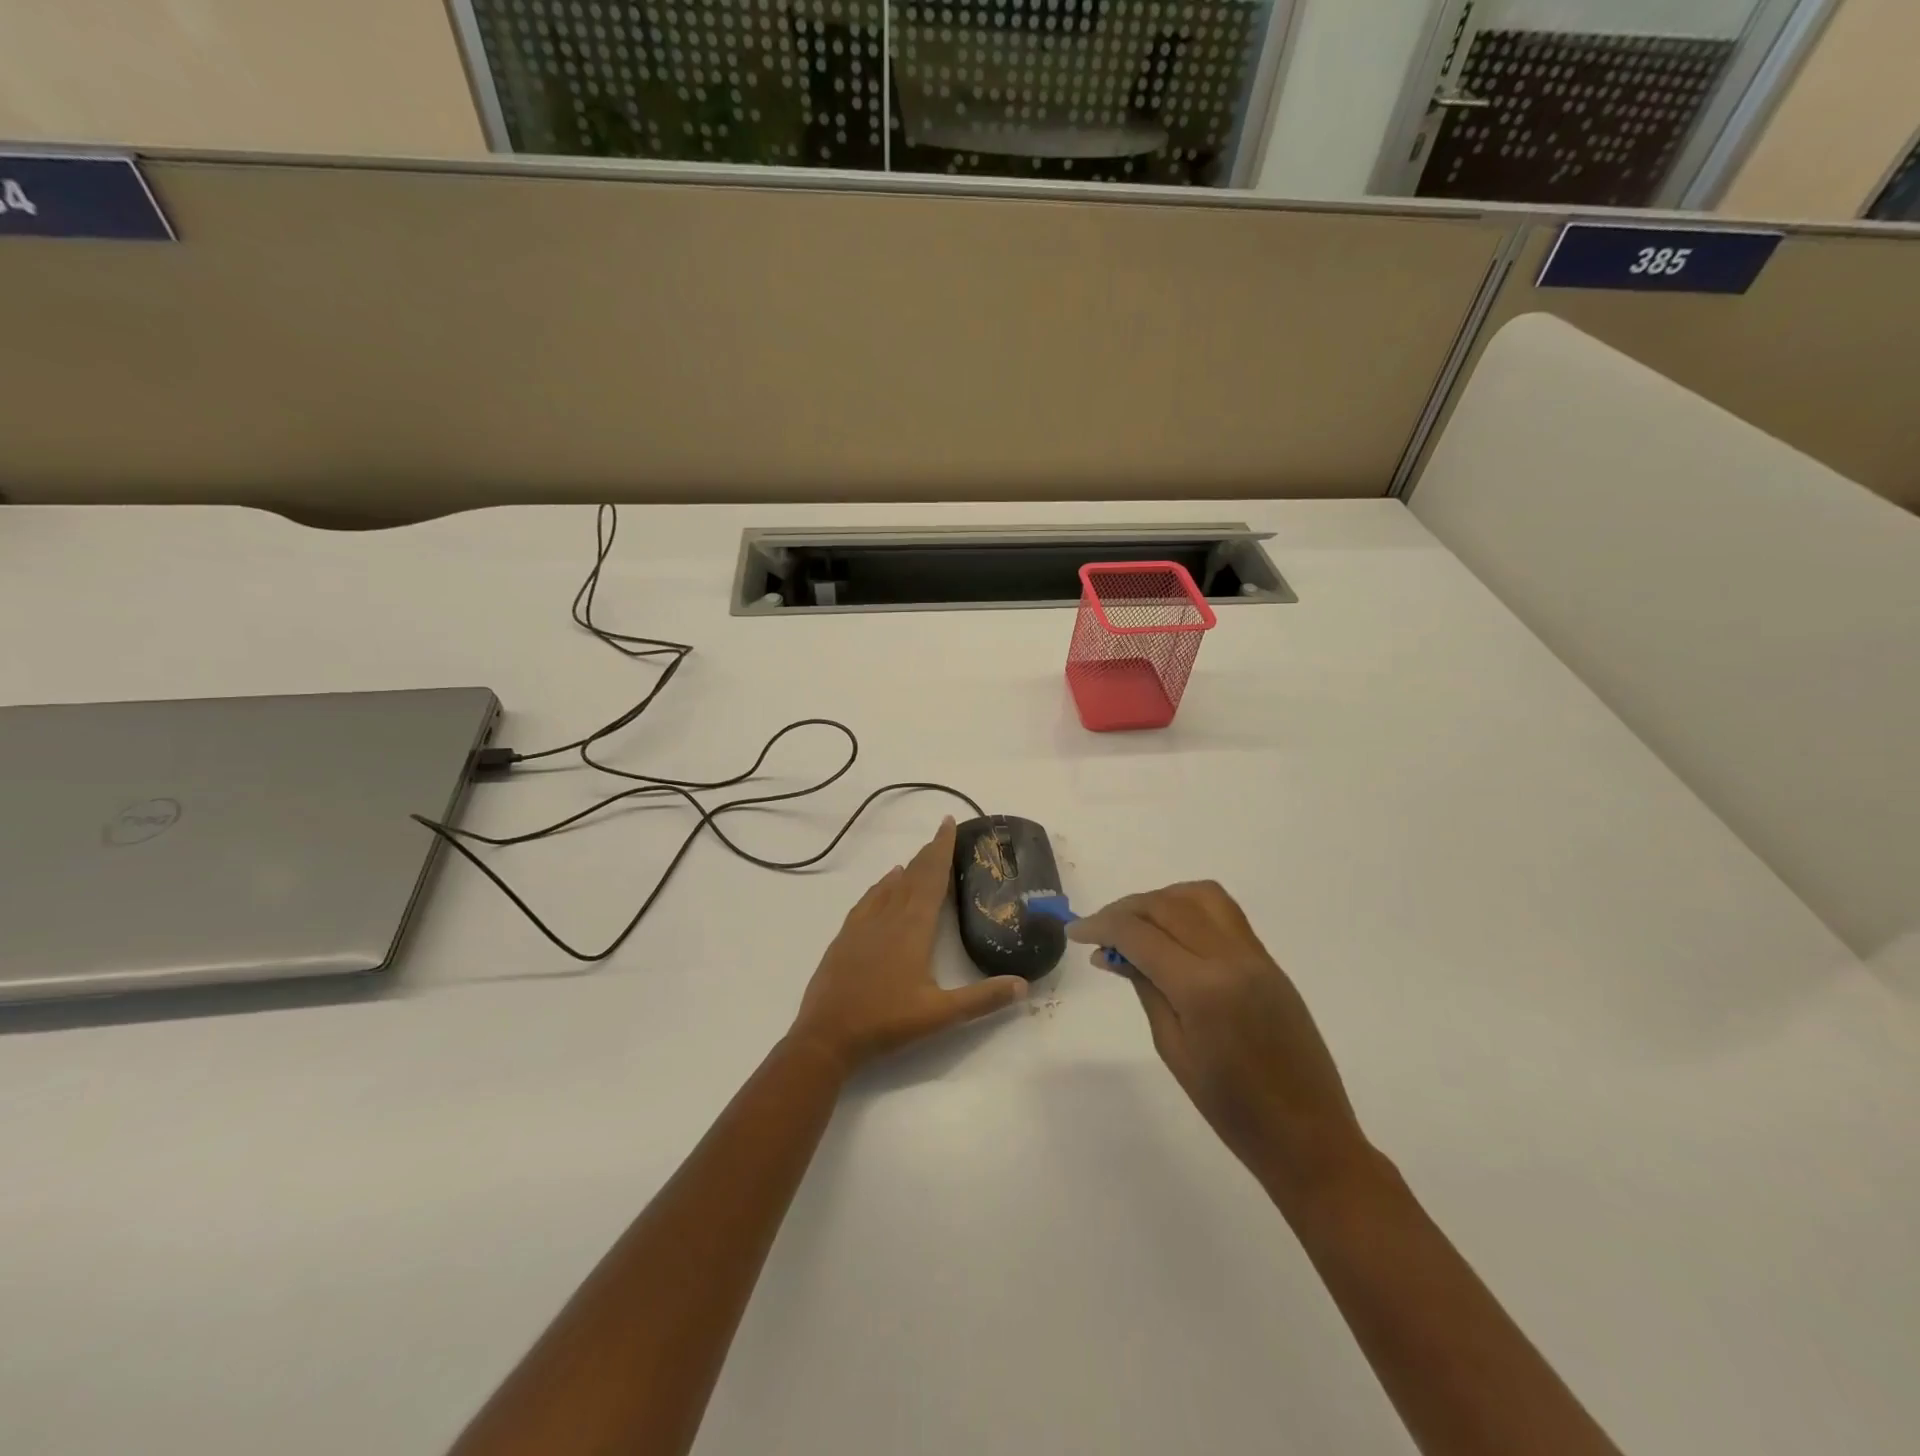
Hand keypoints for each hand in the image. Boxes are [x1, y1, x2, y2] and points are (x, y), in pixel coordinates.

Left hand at [789, 817, 1027, 1075]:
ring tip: (920, 856)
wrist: (826, 1035)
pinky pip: (869, 899)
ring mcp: (863, 925)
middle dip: (928, 853)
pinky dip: (882, 885)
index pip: (932, 878)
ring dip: (908, 868)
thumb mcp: (940, 1014)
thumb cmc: (886, 1022)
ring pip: (890, 885)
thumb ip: (983, 999)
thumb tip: (1023, 984)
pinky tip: (886, 883)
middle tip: (942, 834)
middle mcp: (888, 916)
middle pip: (912, 876)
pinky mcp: (846, 936)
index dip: (941, 849)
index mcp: (913, 927)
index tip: (948, 823)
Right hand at [1069, 881, 1367, 1196]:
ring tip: (1136, 923)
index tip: (1075, 932)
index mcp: (1202, 988)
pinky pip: (1224, 912)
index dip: (1101, 926)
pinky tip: (1171, 930)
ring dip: (1159, 899)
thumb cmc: (1231, 1110)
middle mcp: (1230, 958)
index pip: (1140, 934)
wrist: (1308, 1136)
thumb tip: (1114, 953)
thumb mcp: (1173, 1049)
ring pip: (1198, 896)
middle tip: (1098, 930)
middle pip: (1166, 905)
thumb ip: (1146, 989)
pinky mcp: (1267, 960)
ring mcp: (1254, 955)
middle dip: (1124, 910)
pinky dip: (1189, 907)